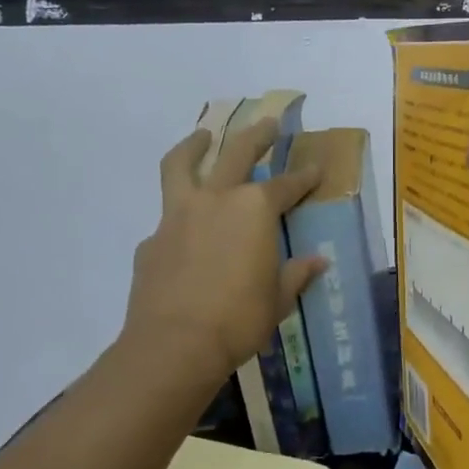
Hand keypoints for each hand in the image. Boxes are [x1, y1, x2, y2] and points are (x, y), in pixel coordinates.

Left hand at [123, 120, 326, 387]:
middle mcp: (217, 200)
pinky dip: (179, 214)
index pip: (287, 185)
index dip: (305, 177)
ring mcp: (178, 216)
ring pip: (182, 166)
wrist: (174, 345)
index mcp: (255, 210)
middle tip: (267, 123)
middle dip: (256, 136)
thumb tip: (317, 262)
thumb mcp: (278, 299)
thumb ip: (295, 274)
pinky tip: (185, 230)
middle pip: (236, 153)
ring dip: (193, 146)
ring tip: (201, 136)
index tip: (316, 168)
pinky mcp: (151, 240)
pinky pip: (167, 217)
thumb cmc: (239, 319)